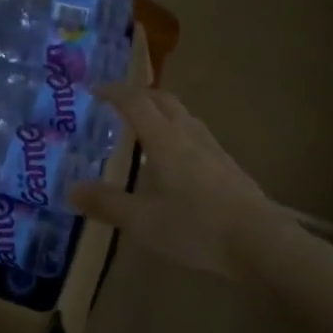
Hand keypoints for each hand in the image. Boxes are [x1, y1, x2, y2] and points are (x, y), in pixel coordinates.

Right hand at [68, 85, 298, 278]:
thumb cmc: (195, 227)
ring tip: (148, 129)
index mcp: (164, 140)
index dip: (115, 92)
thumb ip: (106, 204)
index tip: (96, 89)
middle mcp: (189, 135)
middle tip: (121, 102)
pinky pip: (198, 138)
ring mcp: (214, 150)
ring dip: (163, 113)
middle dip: (141, 95)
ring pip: (185, 117)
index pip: (136, 103)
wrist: (260, 242)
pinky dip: (179, 135)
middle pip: (164, 101)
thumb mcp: (141, 221)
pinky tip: (178, 162)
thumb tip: (72, 190)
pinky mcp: (230, 168)